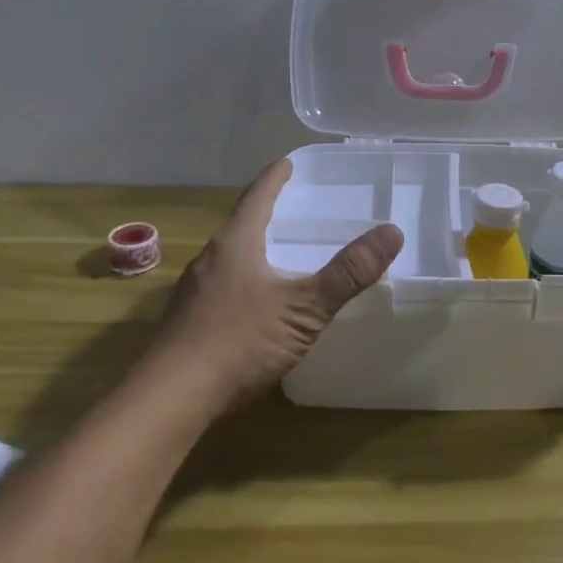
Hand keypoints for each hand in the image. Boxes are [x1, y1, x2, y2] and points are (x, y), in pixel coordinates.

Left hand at [145, 158, 402, 415]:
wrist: (170, 401)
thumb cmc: (239, 343)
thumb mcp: (304, 307)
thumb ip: (348, 272)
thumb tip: (392, 231)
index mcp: (235, 244)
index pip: (257, 196)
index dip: (275, 177)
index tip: (288, 162)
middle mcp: (210, 260)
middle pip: (242, 224)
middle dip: (267, 212)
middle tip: (296, 206)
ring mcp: (193, 292)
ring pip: (230, 257)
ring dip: (255, 247)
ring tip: (280, 250)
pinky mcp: (187, 322)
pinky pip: (222, 286)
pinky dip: (245, 279)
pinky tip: (258, 302)